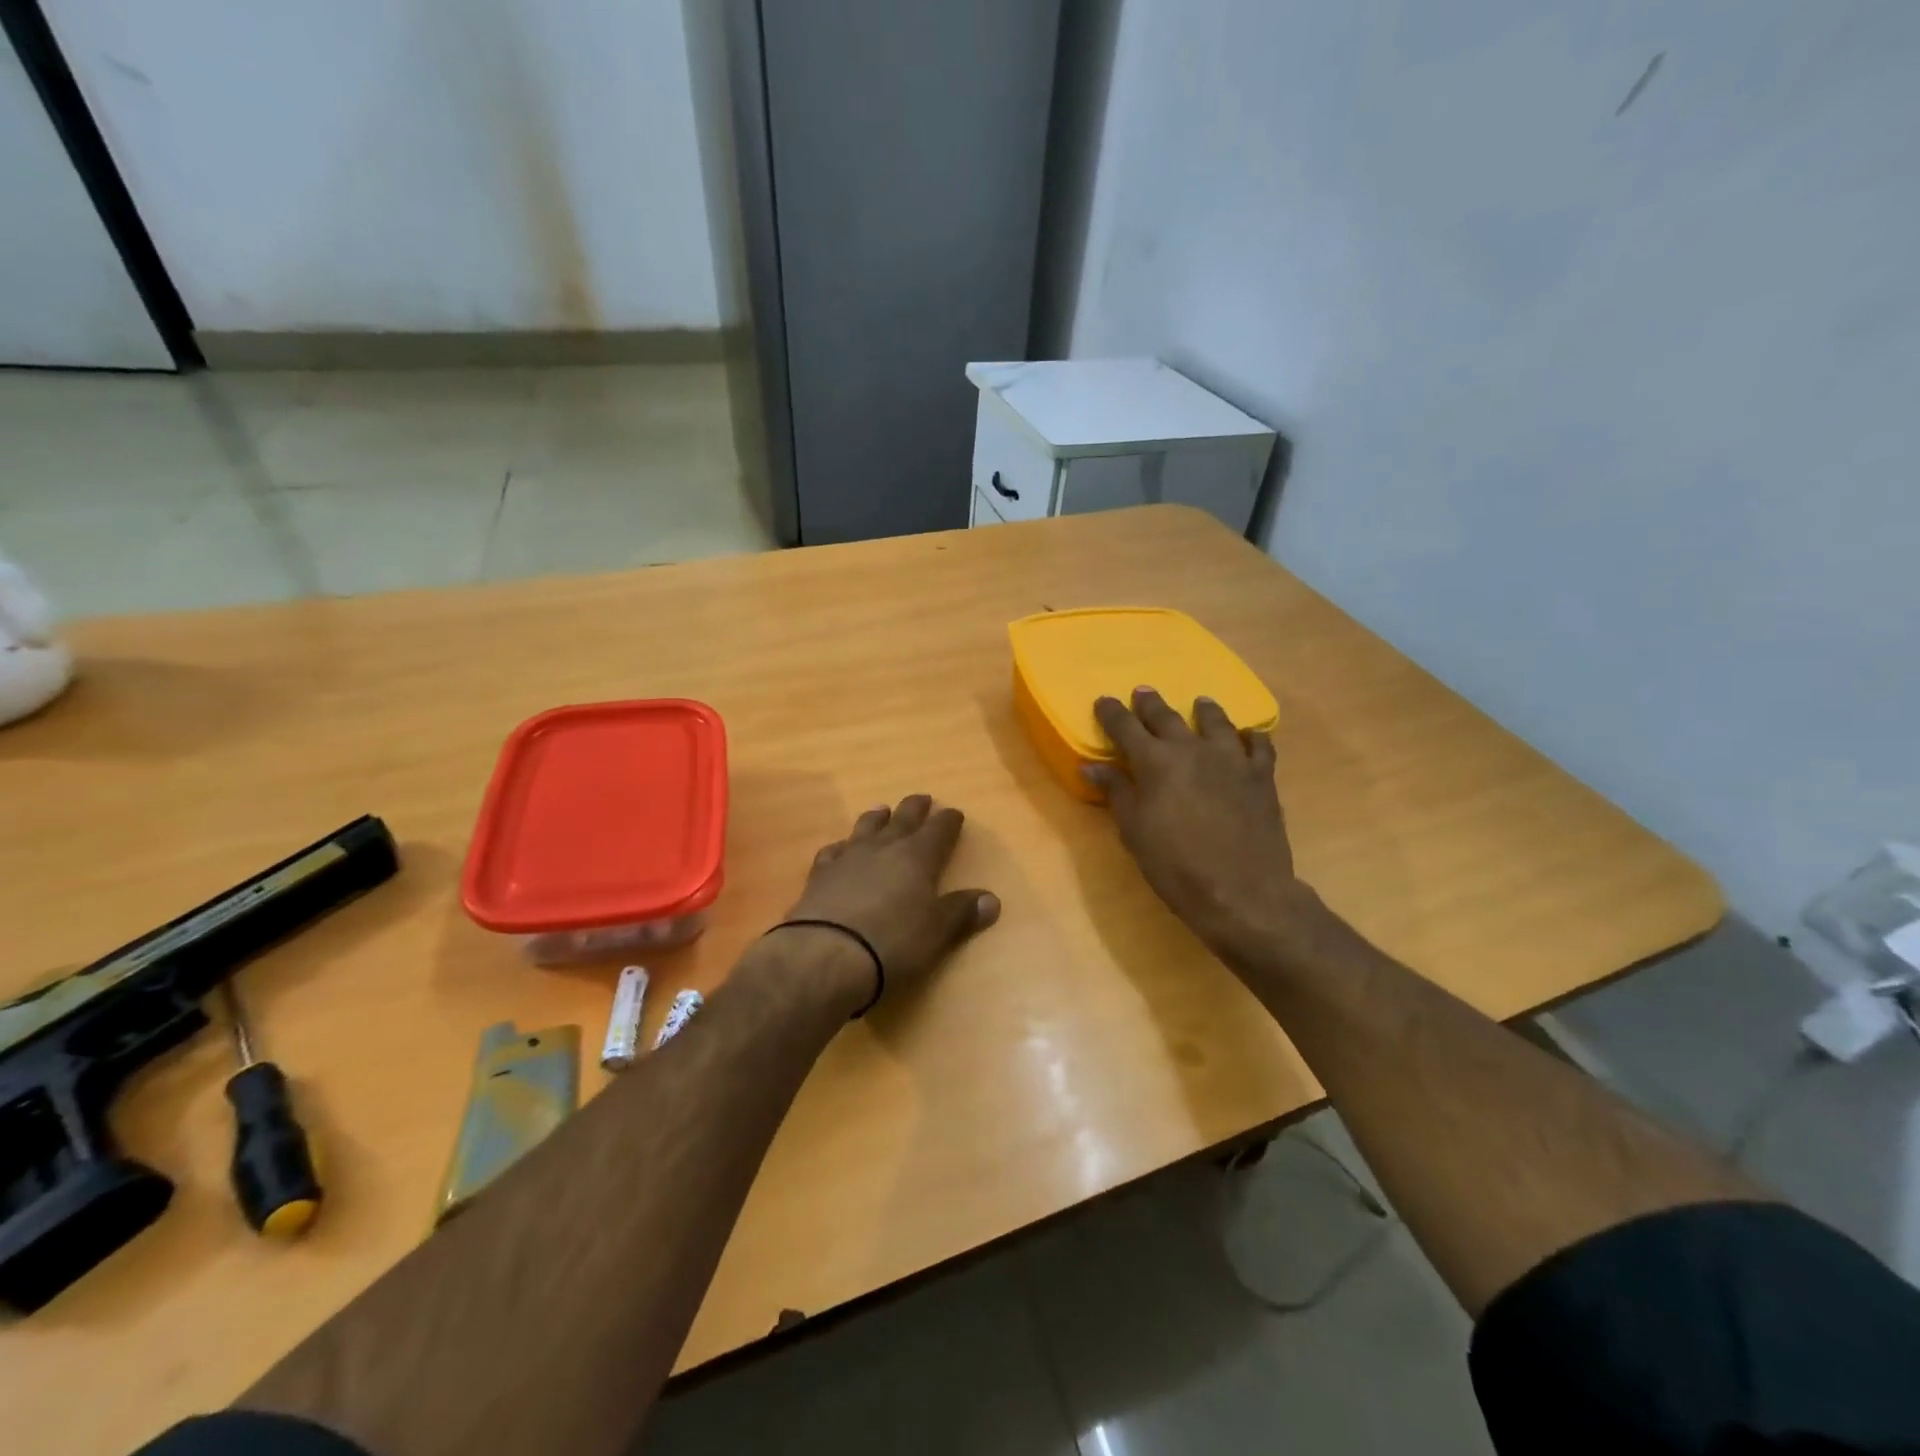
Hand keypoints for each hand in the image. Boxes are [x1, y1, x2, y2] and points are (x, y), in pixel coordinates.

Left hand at [783, 794, 1000, 1004]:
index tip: (954, 813)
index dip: (948, 820)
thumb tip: (991, 900)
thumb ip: (961, 913)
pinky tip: (840, 848)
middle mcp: (884, 848)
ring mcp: (848, 858)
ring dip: (877, 818)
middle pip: (903, 819)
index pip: (939, 830)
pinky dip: (841, 846)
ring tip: (882, 810)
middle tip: (922, 798)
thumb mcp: (937, 932)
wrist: (825, 955)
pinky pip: (832, 851)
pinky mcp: (819, 875)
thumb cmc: (892, 943)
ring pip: (866, 827)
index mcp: (917, 857)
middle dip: (915, 808)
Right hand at [1084, 688, 1306, 968]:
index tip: (1104, 700)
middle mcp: (1192, 749)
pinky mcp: (1261, 776)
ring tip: (1200, 702)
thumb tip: (1091, 765)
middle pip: (1167, 717)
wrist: (1242, 891)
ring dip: (1204, 710)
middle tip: (1143, 692)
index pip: (1126, 727)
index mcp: (1155, 762)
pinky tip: (1248, 736)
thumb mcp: (1135, 832)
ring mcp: (1231, 759)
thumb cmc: (1176, 866)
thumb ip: (1117, 792)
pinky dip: (1251, 736)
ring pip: (1216, 722)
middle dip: (1151, 704)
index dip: (1112, 713)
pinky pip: (1259, 745)